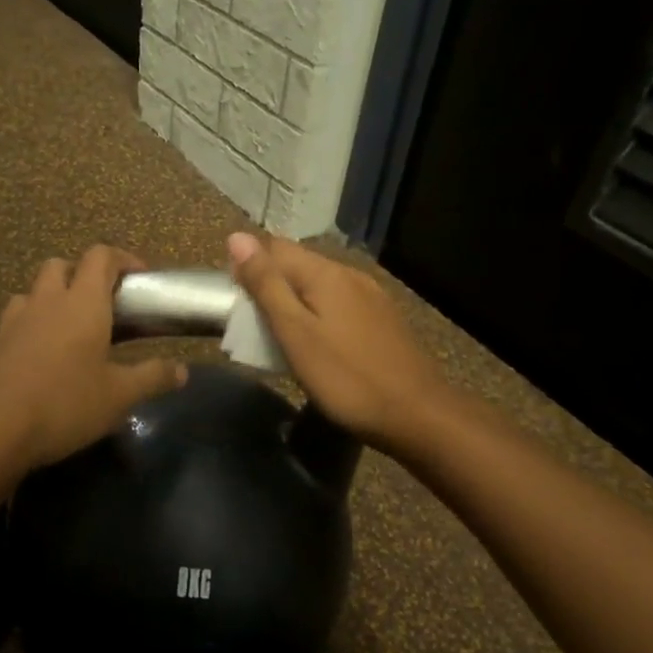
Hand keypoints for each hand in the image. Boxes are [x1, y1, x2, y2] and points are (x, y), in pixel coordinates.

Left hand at [0, 245, 187, 470]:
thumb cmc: (64, 403)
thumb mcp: (118, 396)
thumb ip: (152, 378)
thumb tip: (182, 370)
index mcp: (83, 303)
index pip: (101, 257)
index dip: (122, 259)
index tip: (139, 278)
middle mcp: (47, 301)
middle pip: (61, 264)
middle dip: (83, 274)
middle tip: (102, 303)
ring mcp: (15, 320)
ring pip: (34, 290)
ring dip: (52, 297)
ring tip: (68, 328)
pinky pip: (15, 319)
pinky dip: (31, 325)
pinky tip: (40, 356)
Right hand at [227, 233, 447, 457]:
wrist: (417, 415)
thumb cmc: (346, 377)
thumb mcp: (295, 332)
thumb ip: (266, 284)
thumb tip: (237, 237)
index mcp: (326, 273)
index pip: (275, 247)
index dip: (249, 266)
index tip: (236, 302)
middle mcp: (350, 274)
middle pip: (298, 264)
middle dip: (271, 285)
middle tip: (253, 325)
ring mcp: (371, 296)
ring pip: (319, 285)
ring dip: (295, 301)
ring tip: (280, 336)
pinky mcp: (382, 319)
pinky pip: (339, 303)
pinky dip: (318, 315)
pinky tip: (318, 342)